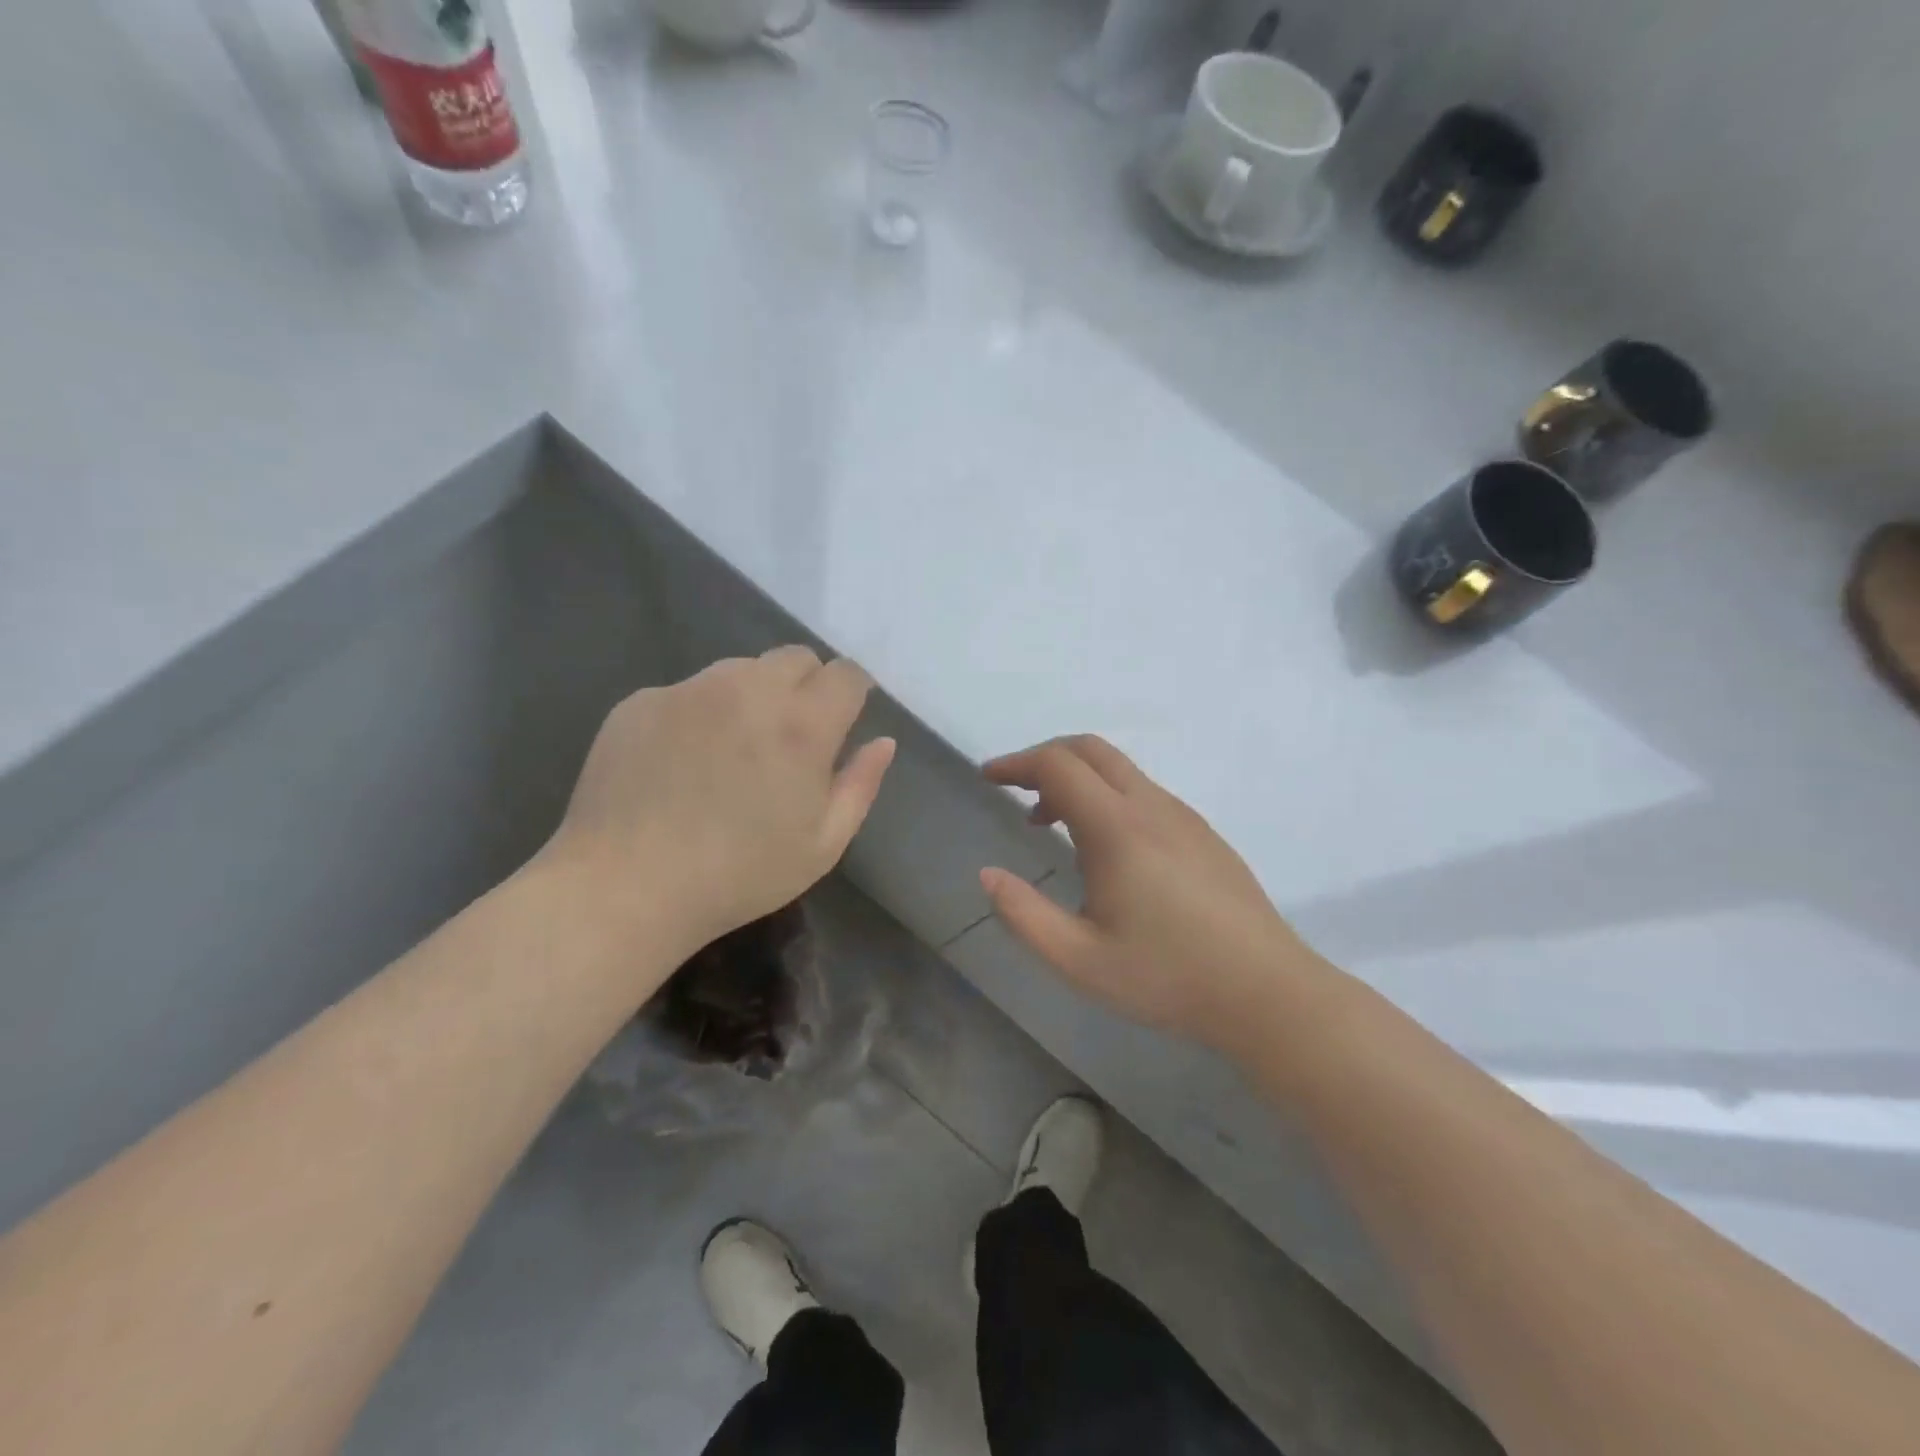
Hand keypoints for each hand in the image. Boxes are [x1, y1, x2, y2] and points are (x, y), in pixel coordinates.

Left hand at [545, 647, 894, 956]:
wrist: (624, 887)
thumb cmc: (738, 875)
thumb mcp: (822, 845)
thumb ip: (860, 785)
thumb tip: (882, 742)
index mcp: (802, 724)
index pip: (846, 674)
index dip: (852, 693)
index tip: (843, 721)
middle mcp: (748, 689)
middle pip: (796, 657)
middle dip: (807, 686)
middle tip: (791, 738)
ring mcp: (689, 690)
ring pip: (740, 669)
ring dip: (753, 696)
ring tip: (733, 750)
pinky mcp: (641, 700)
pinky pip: (689, 692)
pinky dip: (700, 714)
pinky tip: (682, 763)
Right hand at [979, 735, 1329, 1050]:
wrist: (1266, 992)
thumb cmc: (1167, 977)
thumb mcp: (1079, 959)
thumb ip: (1024, 915)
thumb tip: (988, 875)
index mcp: (1117, 828)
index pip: (1057, 765)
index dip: (1016, 763)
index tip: (988, 778)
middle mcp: (1151, 806)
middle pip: (1090, 749)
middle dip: (1044, 757)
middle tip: (1015, 789)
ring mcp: (1183, 816)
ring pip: (1119, 770)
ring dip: (1077, 779)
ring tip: (1050, 823)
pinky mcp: (1202, 833)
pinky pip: (1143, 792)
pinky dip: (1106, 796)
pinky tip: (1104, 848)